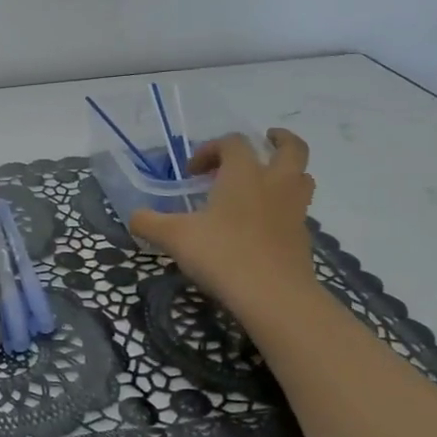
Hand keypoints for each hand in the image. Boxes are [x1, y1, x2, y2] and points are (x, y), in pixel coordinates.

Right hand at [130, 128, 319, 311]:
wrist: (273, 296)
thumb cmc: (222, 254)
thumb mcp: (174, 237)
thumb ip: (149, 222)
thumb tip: (134, 217)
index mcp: (244, 174)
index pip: (233, 143)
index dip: (211, 149)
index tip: (192, 172)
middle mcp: (274, 184)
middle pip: (292, 149)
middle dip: (280, 140)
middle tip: (266, 141)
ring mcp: (294, 211)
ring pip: (302, 178)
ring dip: (287, 173)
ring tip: (266, 182)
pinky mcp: (302, 238)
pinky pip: (297, 211)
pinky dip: (283, 208)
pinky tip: (262, 225)